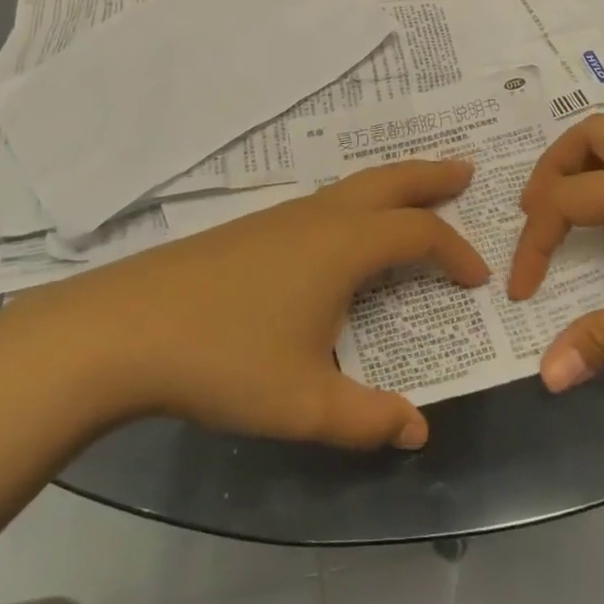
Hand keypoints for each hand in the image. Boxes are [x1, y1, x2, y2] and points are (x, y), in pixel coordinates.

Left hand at [20, 160, 486, 449]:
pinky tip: (344, 231)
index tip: (477, 279)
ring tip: (414, 196)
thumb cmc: (225, 360)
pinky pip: (324, 202)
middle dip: (431, 176)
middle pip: (389, 181)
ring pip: (352, 187)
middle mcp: (319, 218)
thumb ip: (367, 420)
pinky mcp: (252, 228)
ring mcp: (281, 217)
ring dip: (392, 186)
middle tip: (466, 172)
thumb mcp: (304, 404)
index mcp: (343, 246)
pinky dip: (357, 202)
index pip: (419, 235)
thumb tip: (417, 432)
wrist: (125, 328)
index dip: (455, 252)